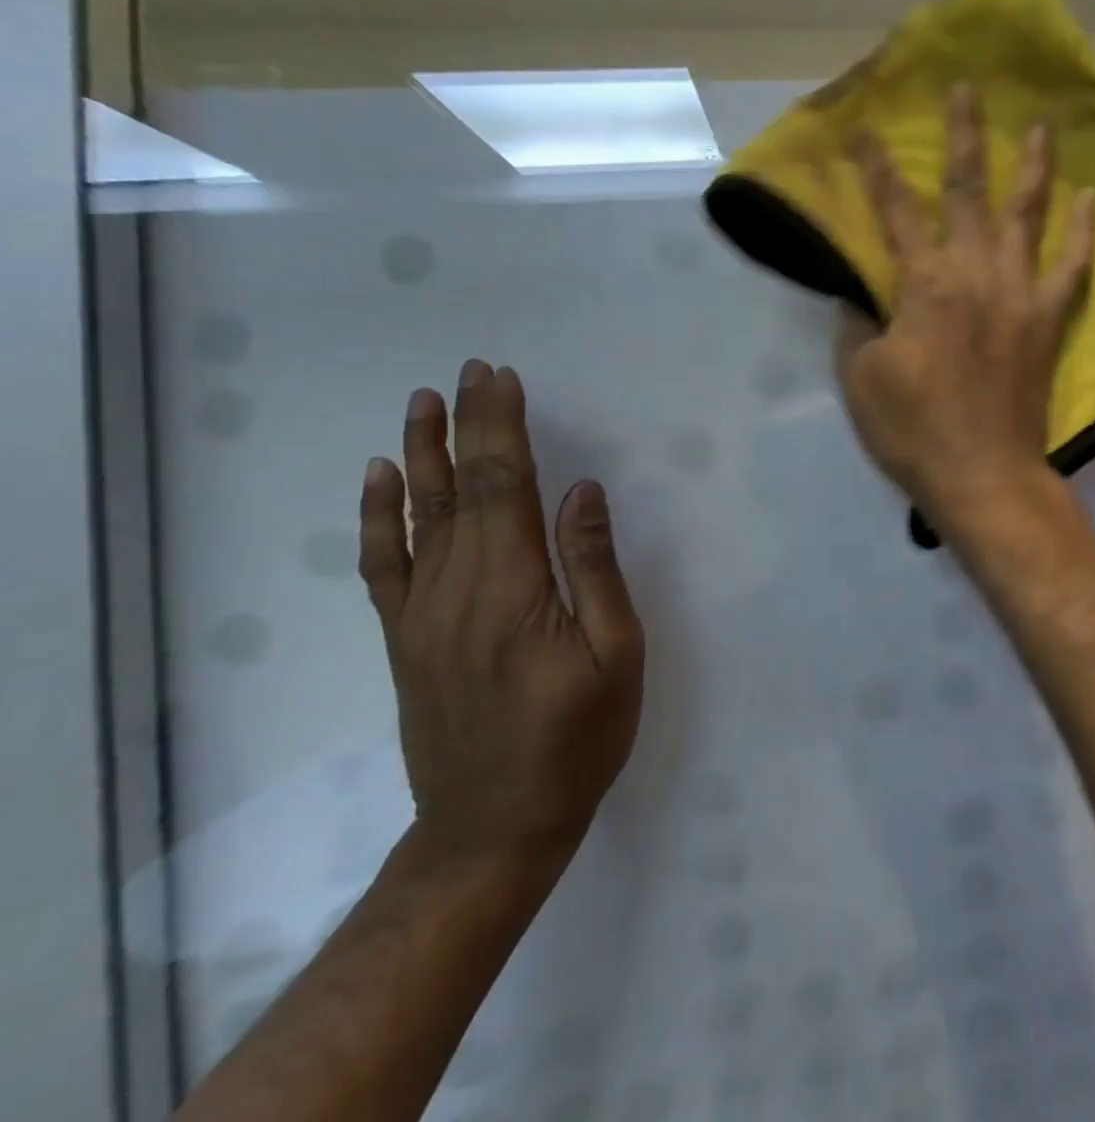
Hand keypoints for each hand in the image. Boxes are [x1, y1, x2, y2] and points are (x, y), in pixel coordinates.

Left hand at [358, 361, 644, 867]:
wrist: (493, 826)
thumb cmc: (577, 738)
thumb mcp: (616, 655)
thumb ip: (594, 569)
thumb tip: (583, 492)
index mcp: (512, 589)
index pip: (503, 487)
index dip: (502, 429)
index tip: (504, 381)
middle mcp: (455, 589)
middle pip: (458, 489)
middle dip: (469, 424)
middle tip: (474, 371)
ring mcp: (420, 614)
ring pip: (414, 516)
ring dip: (420, 452)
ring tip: (424, 401)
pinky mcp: (405, 638)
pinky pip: (383, 564)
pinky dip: (377, 516)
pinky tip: (378, 479)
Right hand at [836, 83, 1094, 526]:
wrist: (983, 474)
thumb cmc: (914, 429)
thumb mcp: (861, 376)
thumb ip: (860, 323)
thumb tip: (863, 291)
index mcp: (925, 284)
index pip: (895, 211)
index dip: (878, 169)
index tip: (867, 131)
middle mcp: (976, 273)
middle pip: (968, 191)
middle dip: (963, 136)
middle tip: (967, 89)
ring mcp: (1020, 294)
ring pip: (1027, 215)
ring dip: (1033, 166)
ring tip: (1042, 125)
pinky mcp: (1048, 321)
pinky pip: (1073, 268)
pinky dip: (1084, 232)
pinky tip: (1093, 199)